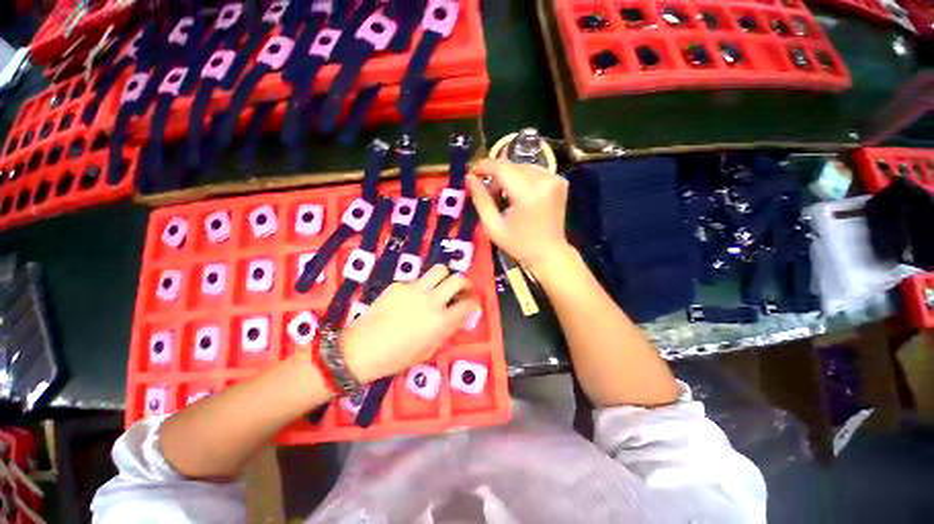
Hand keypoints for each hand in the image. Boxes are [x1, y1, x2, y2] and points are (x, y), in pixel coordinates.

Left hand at [341, 265, 478, 382]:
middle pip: (457, 280)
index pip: (467, 304)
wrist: (362, 349)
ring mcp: (415, 289)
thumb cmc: (397, 357)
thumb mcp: (429, 350)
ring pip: (439, 270)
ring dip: (445, 277)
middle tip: (463, 289)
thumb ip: (446, 330)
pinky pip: (416, 280)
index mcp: (441, 320)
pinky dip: (420, 287)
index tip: (473, 304)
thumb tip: (457, 317)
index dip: (474, 302)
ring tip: (441, 286)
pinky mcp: (399, 284)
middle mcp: (431, 300)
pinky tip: (411, 298)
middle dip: (465, 283)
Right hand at [467, 158, 573, 276]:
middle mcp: (544, 180)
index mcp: (528, 193)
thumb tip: (469, 178)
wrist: (549, 254)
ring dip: (508, 178)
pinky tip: (518, 196)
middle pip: (511, 166)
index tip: (471, 173)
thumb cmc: (519, 244)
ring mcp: (555, 179)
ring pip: (521, 167)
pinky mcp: (559, 182)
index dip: (483, 166)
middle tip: (487, 193)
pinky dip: (521, 180)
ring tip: (503, 196)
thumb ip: (481, 200)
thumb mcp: (493, 226)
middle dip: (495, 176)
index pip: (501, 167)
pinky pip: (533, 172)